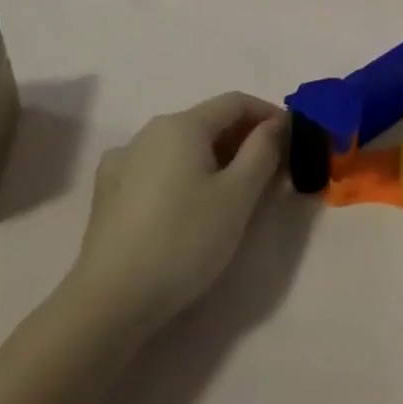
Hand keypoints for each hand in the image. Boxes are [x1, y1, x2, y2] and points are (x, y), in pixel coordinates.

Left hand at [66, 94, 284, 326]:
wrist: (110, 301)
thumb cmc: (184, 240)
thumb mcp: (238, 195)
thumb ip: (263, 151)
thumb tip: (274, 124)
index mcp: (182, 124)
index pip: (236, 102)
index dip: (269, 114)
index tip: (293, 138)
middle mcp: (149, 131)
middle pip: (208, 122)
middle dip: (244, 139)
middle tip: (272, 170)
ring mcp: (123, 161)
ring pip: (182, 146)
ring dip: (215, 158)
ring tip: (235, 190)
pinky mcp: (108, 192)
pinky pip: (158, 168)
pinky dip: (183, 174)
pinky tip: (187, 202)